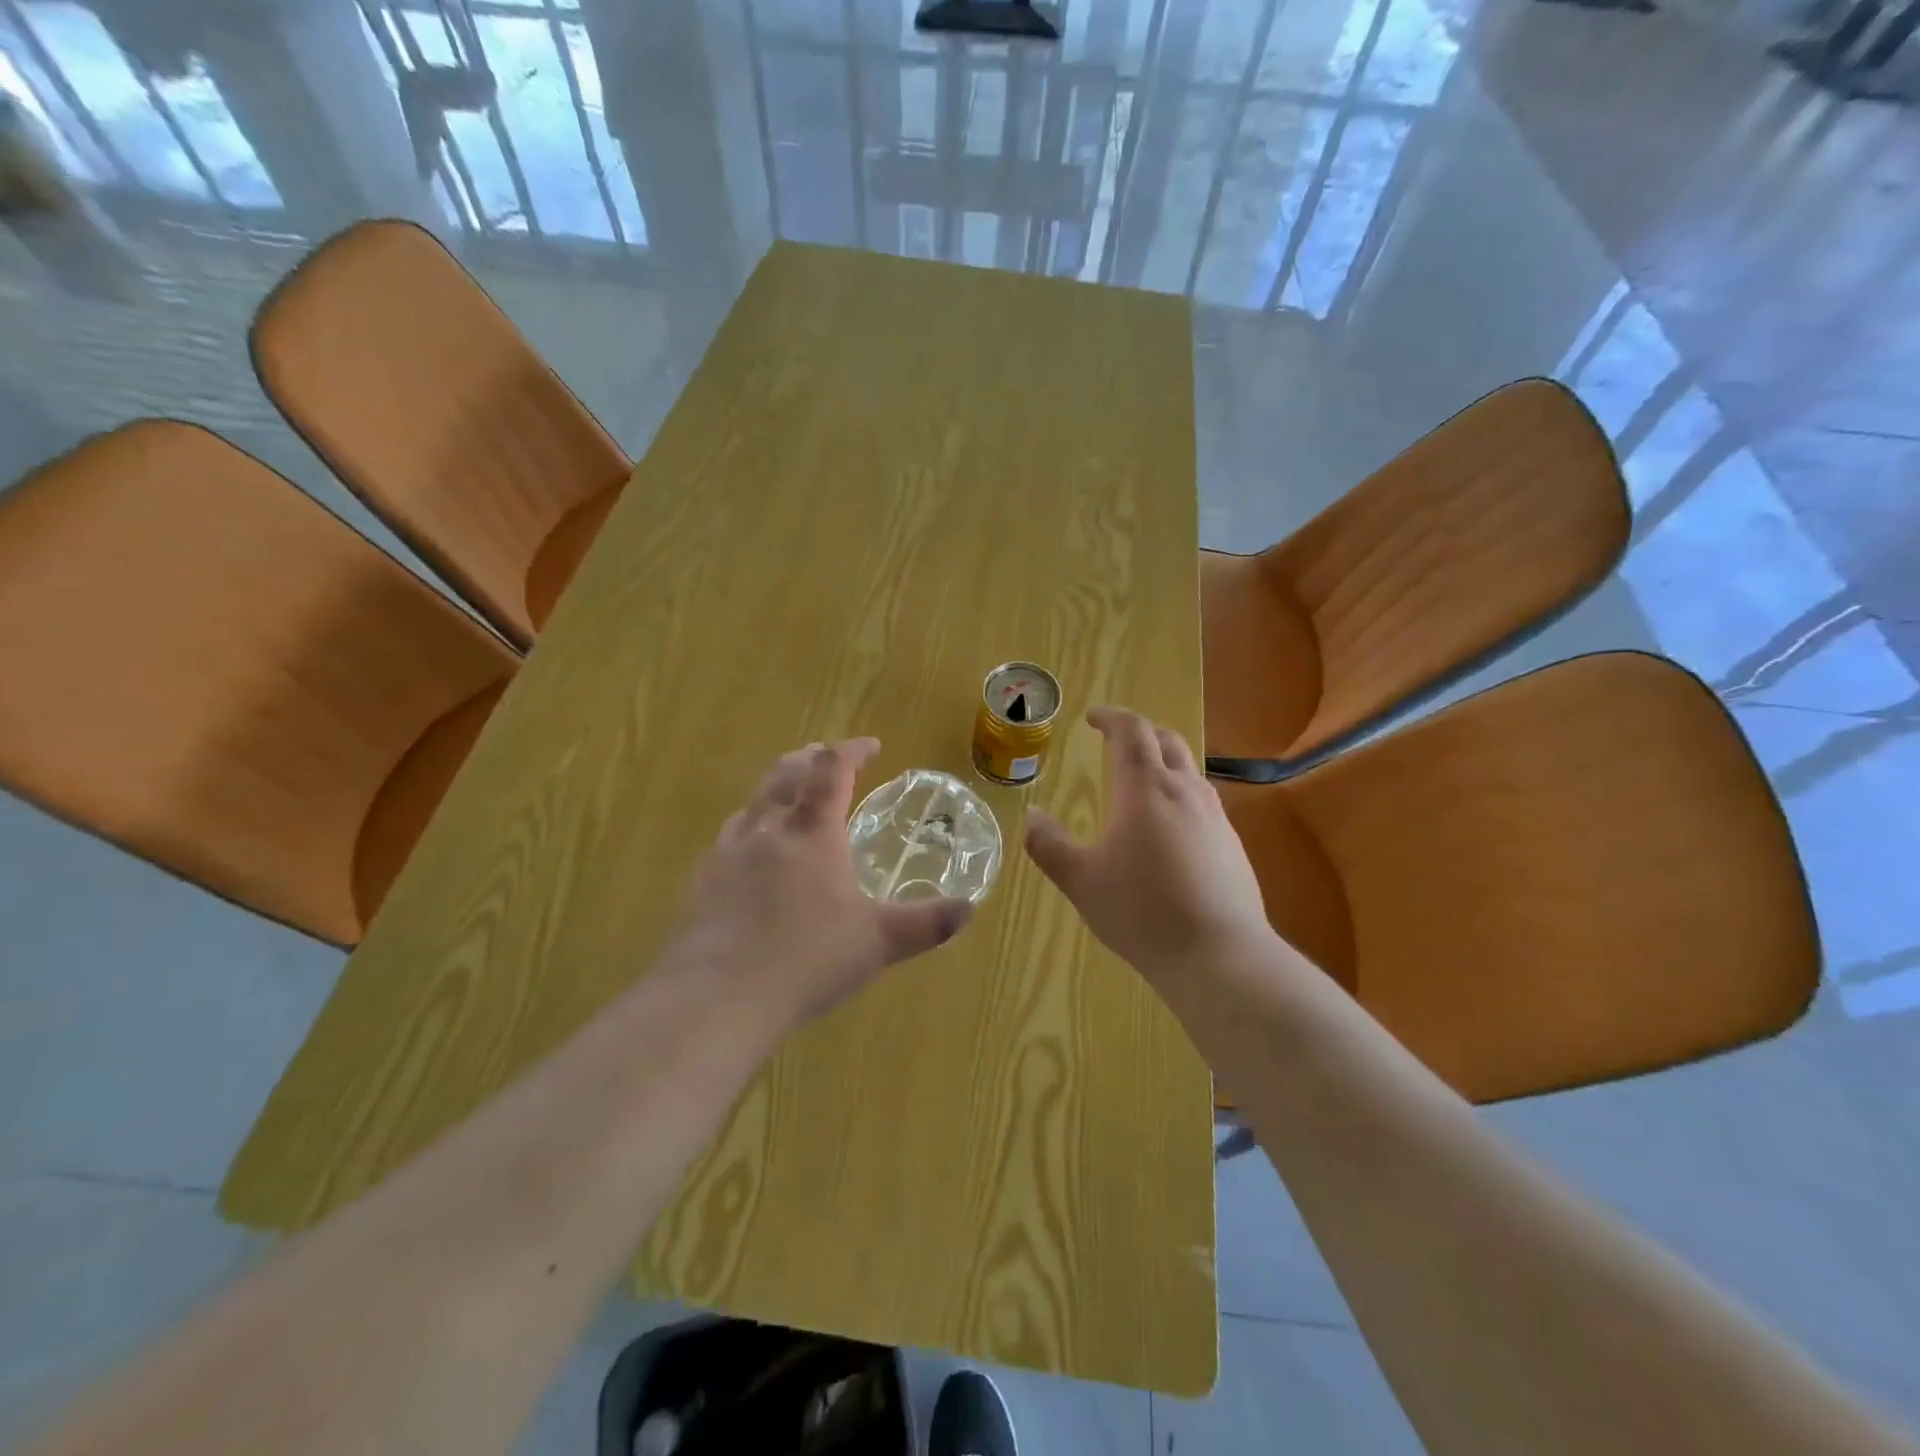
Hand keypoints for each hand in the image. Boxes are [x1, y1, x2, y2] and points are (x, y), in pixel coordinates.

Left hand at [668, 739, 973, 1029]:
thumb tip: (969, 909)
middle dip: (811, 759)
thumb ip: (926, 923)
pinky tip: (750, 856)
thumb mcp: (878, 942)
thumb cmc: (807, 959)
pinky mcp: (701, 881)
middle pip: (787, 773)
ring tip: (789, 799)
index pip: (832, 769)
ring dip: (776, 788)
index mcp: (812, 832)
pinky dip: (749, 828)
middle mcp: (768, 829)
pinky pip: (728, 838)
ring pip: (753, 801)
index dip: (852, 750)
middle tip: (827, 759)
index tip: (870, 746)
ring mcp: (728, 853)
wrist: (717, 997)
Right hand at [1024, 707, 1271, 985]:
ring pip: (1189, 770)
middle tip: (1115, 742)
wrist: (1219, 955)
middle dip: (1140, 733)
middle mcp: (1184, 791)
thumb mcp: (1081, 881)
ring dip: (1163, 762)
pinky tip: (1168, 829)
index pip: (1131, 732)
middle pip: (1166, 741)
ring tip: (1140, 783)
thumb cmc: (1142, 912)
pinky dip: (1180, 795)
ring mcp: (1215, 816)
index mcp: (1145, 789)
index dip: (1111, 718)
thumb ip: (1049, 845)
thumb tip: (1031, 816)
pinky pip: (1203, 801)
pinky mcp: (1232, 843)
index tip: (1092, 717)